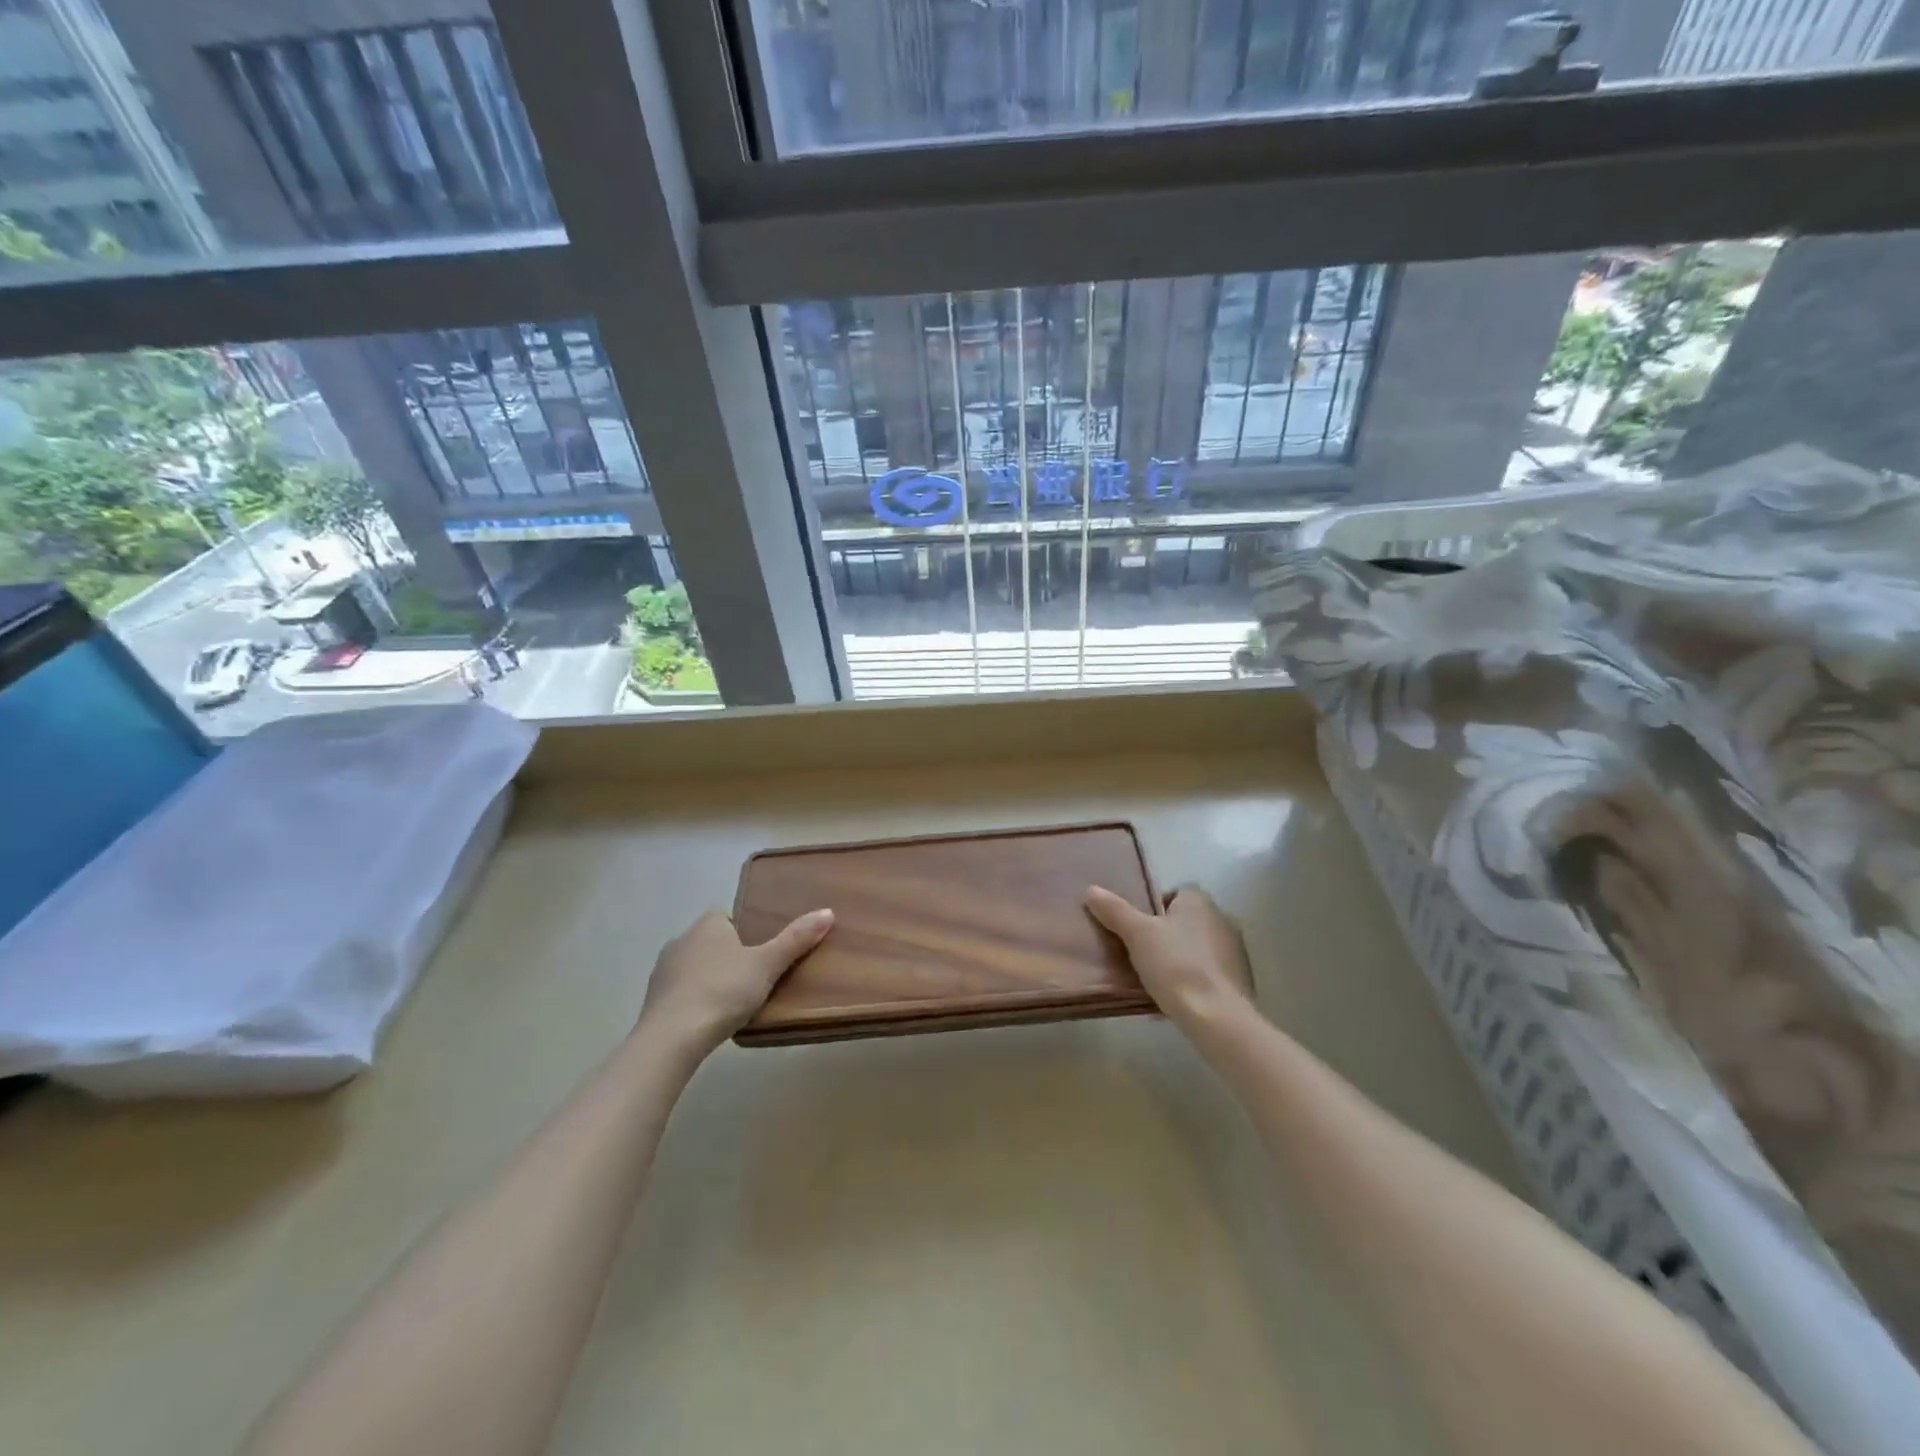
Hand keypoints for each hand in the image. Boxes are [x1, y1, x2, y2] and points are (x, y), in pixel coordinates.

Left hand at [639, 907, 833, 1054]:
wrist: (671, 1038)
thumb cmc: (723, 992)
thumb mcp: (767, 965)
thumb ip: (796, 939)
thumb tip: (828, 912)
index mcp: (707, 924)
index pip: (728, 916)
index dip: (746, 931)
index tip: (762, 953)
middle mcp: (681, 938)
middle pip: (712, 941)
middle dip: (729, 955)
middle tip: (755, 978)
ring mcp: (663, 969)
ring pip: (695, 966)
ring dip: (710, 978)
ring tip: (733, 1002)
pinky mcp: (653, 999)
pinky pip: (681, 991)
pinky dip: (694, 999)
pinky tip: (709, 1018)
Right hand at [1085, 885, 1252, 1025]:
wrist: (1218, 1017)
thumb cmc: (1176, 966)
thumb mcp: (1137, 934)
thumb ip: (1114, 910)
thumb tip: (1091, 890)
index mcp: (1199, 902)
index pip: (1174, 893)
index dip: (1153, 907)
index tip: (1136, 928)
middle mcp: (1222, 919)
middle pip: (1185, 921)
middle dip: (1165, 934)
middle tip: (1140, 953)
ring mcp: (1235, 952)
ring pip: (1197, 948)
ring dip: (1180, 958)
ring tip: (1154, 979)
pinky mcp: (1240, 981)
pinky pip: (1209, 974)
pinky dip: (1193, 981)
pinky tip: (1175, 999)